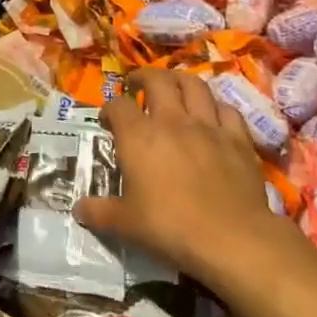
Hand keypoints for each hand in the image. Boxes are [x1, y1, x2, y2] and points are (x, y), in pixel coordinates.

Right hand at [78, 68, 272, 287]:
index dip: (109, 109)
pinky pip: (227, 110)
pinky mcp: (238, 139)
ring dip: (180, 81)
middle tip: (137, 86)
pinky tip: (212, 115)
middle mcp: (172, 120)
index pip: (118, 105)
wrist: (231, 239)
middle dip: (143, 77)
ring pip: (194, 85)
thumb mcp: (125, 224)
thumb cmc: (170, 227)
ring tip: (173, 87)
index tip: (107, 121)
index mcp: (139, 136)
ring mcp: (209, 126)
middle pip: (157, 80)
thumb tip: (78, 210)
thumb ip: (98, 212)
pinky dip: (216, 107)